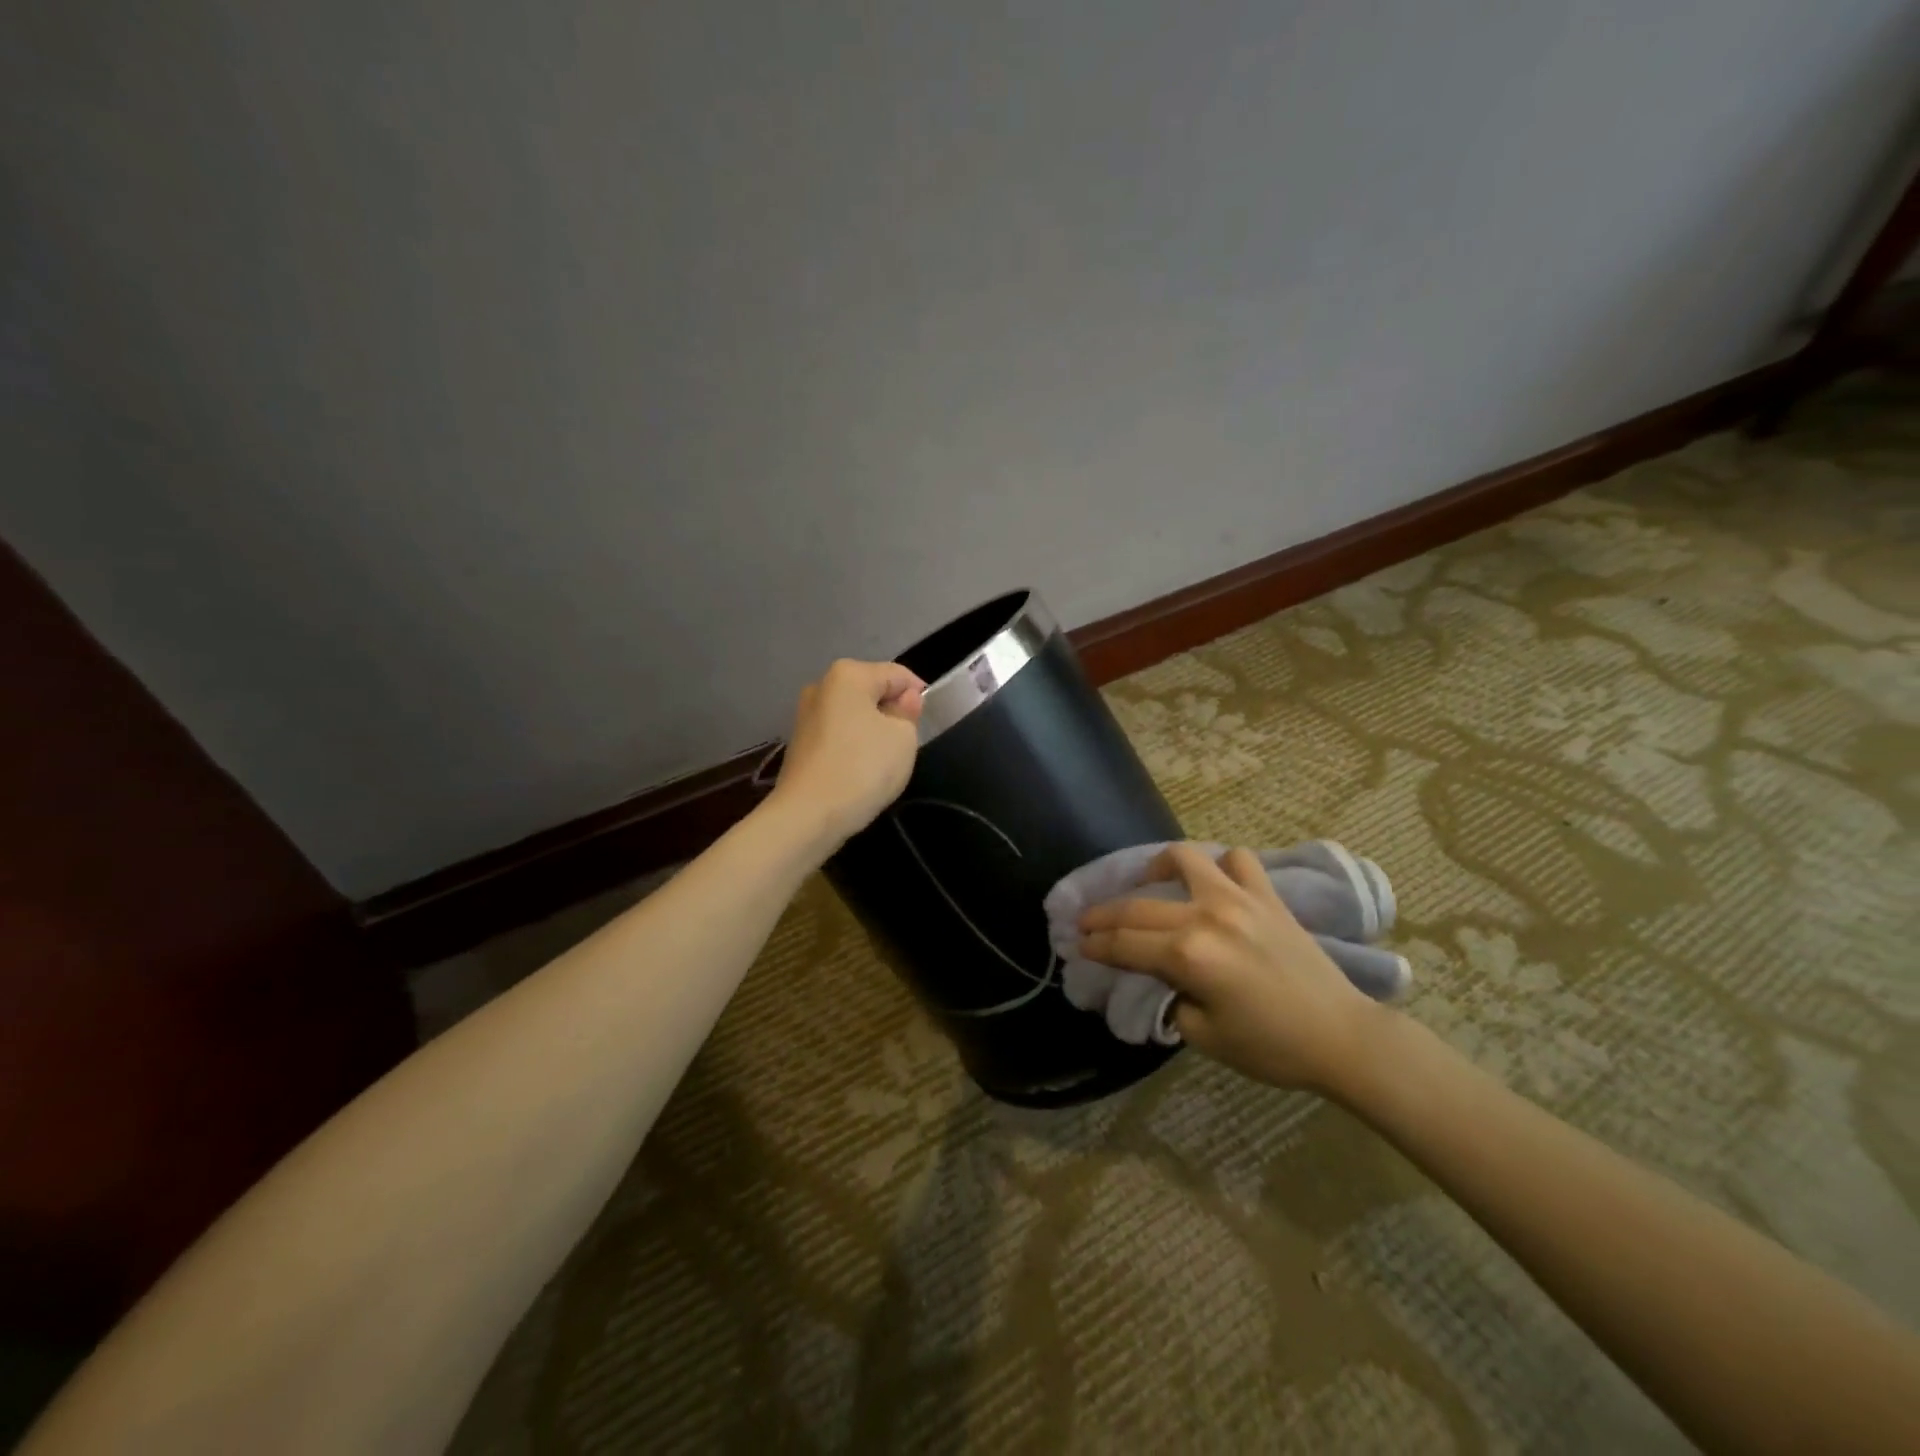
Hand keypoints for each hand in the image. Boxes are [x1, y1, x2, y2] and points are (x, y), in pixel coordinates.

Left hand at [770, 659, 924, 847]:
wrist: (808, 815)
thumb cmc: (863, 768)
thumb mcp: (903, 738)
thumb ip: (908, 712)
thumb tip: (904, 700)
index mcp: (848, 674)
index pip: (897, 674)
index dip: (918, 693)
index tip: (928, 720)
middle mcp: (822, 686)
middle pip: (871, 691)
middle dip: (892, 711)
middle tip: (908, 743)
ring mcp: (806, 715)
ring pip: (854, 714)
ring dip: (873, 731)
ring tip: (885, 761)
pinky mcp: (799, 744)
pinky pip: (838, 735)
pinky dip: (853, 746)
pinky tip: (861, 771)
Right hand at [1078, 843, 1380, 1092]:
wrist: (1341, 1036)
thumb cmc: (1272, 1047)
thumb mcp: (1206, 1037)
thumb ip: (1170, 1000)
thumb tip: (1156, 979)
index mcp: (1189, 956)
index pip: (1125, 945)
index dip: (1096, 945)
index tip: (1077, 945)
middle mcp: (1207, 916)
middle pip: (1139, 906)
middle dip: (1104, 914)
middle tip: (1087, 922)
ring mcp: (1239, 899)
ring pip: (1184, 859)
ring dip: (1156, 868)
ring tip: (1148, 882)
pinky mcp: (1267, 896)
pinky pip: (1237, 861)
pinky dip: (1219, 866)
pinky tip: (1212, 882)